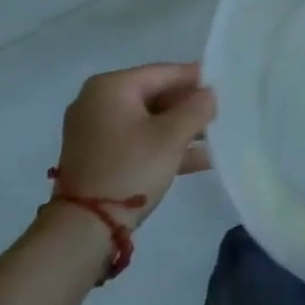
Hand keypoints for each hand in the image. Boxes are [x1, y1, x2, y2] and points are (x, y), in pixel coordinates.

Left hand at [52, 62, 215, 227]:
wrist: (81, 233)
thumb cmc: (129, 170)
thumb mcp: (171, 137)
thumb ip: (197, 108)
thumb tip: (209, 95)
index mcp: (111, 86)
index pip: (163, 72)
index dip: (196, 78)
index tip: (223, 83)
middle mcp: (97, 102)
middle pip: (155, 96)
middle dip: (188, 108)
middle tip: (219, 114)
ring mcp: (94, 131)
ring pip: (147, 121)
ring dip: (179, 130)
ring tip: (214, 139)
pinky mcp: (96, 157)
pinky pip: (136, 141)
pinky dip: (162, 147)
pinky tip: (197, 159)